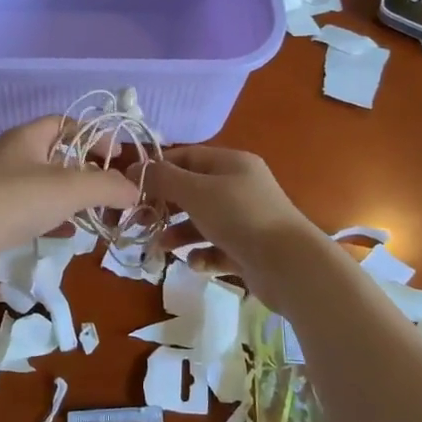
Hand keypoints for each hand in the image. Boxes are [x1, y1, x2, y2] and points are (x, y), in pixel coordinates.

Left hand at [0, 116, 138, 276]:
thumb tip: (134, 191)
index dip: (94, 135)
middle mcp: (12, 154)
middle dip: (85, 170)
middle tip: (107, 188)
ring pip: (44, 183)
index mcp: (28, 136)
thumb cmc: (17, 200)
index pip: (66, 122)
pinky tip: (66, 233)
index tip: (115, 157)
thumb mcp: (71, 189)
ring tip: (92, 213)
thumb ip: (107, 187)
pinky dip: (52, 216)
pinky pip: (30, 208)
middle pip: (56, 153)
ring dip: (70, 196)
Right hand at [144, 145, 323, 304]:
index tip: (132, 185)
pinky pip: (216, 248)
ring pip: (202, 222)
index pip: (188, 156)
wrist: (289, 265)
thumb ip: (163, 179)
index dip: (159, 168)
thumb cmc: (239, 216)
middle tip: (140, 220)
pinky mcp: (248, 250)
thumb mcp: (196, 191)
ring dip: (179, 233)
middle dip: (165, 205)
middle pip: (193, 191)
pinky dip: (202, 254)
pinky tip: (195, 262)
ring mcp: (246, 220)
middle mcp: (240, 187)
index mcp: (232, 163)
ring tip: (161, 248)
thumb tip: (135, 169)